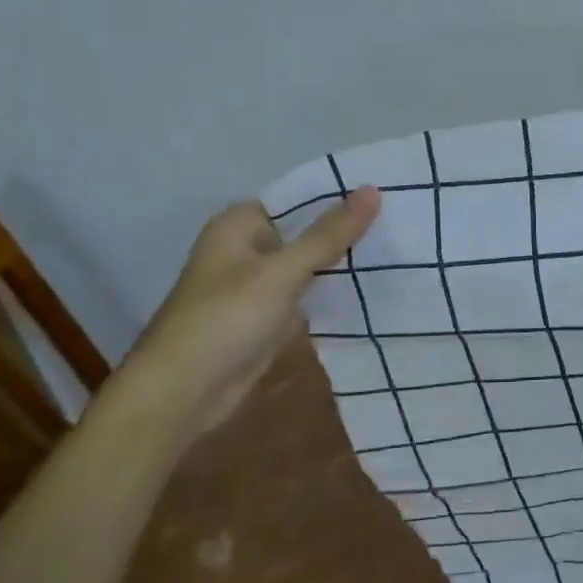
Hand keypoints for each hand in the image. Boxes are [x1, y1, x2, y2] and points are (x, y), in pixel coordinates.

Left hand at [111, 189, 380, 433]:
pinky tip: (374, 284)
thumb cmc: (225, 319)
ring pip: (310, 262)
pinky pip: (308, 292)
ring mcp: (258, 285)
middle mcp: (247, 248)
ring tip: (398, 245)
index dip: (338, 192)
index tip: (385, 187)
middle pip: (306, 229)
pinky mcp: (268, 316)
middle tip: (402, 217)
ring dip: (343, 260)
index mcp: (239, 225)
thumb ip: (328, 234)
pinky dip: (334, 289)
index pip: (298, 196)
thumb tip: (372, 190)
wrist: (181, 395)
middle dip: (347, 227)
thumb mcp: (282, 272)